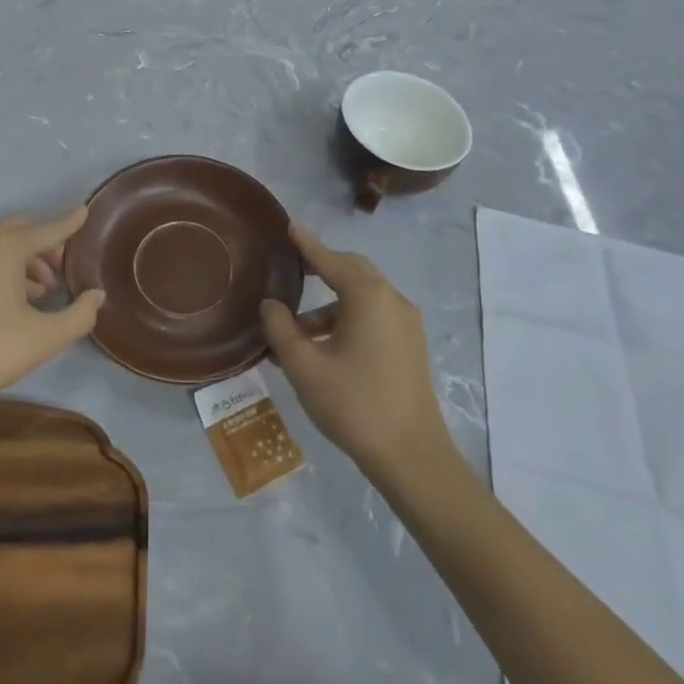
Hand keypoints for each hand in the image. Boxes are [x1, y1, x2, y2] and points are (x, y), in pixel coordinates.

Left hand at [0, 208, 105, 413]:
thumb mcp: (44, 338)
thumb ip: (79, 315)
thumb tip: (96, 296)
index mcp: (6, 244)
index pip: (49, 228)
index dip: (70, 222)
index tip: (85, 211)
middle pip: (23, 229)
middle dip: (46, 244)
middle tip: (63, 271)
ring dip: (23, 259)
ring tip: (39, 292)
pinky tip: (8, 299)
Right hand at [261, 225, 451, 481]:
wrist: (413, 457)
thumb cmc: (354, 405)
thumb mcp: (305, 367)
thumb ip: (281, 329)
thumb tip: (270, 305)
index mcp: (368, 296)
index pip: (330, 259)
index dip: (307, 244)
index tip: (289, 227)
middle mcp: (391, 299)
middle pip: (352, 270)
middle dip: (321, 268)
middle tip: (291, 268)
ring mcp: (405, 323)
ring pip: (362, 296)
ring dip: (329, 304)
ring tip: (295, 330)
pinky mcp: (410, 345)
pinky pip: (374, 316)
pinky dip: (346, 319)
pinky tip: (322, 347)